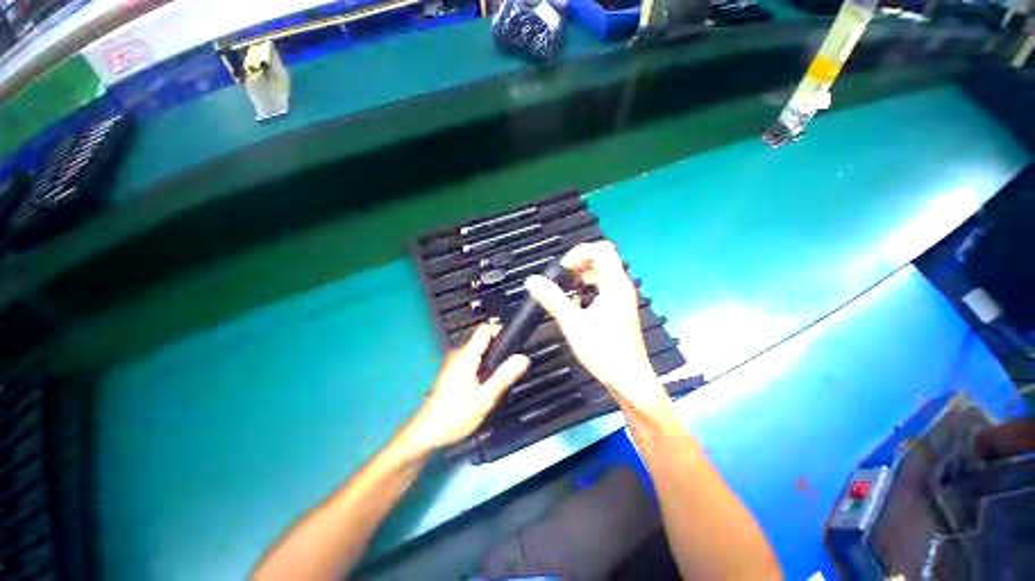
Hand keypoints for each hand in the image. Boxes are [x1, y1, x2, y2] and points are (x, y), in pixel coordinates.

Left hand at [405, 324, 529, 453]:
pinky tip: (487, 385)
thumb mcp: (484, 398)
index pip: (484, 330)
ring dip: (491, 359)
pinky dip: (482, 366)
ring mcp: (453, 363)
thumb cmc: (455, 416)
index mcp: (466, 356)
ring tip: (502, 378)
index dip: (501, 330)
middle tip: (512, 367)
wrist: (426, 433)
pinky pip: (471, 360)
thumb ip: (504, 376)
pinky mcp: (451, 372)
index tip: (515, 343)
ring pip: (477, 351)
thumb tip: (523, 357)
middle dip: (499, 349)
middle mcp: (458, 354)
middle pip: (482, 340)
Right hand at [525, 242, 670, 413]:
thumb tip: (532, 280)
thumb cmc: (604, 351)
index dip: (580, 252)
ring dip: (581, 279)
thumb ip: (553, 300)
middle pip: (601, 260)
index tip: (562, 270)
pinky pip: (602, 290)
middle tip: (560, 280)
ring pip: (601, 276)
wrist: (629, 381)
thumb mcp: (573, 324)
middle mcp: (621, 287)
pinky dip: (587, 291)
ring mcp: (622, 299)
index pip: (602, 250)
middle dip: (578, 265)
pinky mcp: (619, 310)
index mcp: (615, 285)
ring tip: (565, 293)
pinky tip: (576, 307)